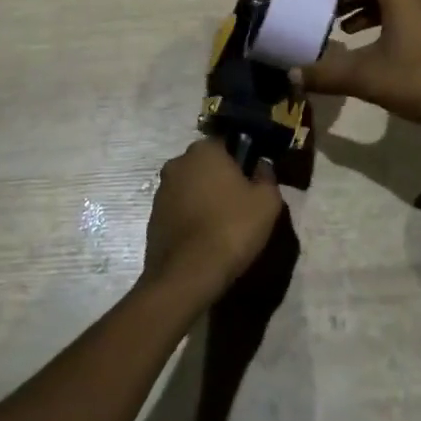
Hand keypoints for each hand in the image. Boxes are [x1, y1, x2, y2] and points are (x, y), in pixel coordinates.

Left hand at [142, 138, 283, 307]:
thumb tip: (261, 167)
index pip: (227, 145)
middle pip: (206, 165)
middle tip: (240, 206)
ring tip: (221, 227)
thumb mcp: (267, 202)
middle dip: (221, 180)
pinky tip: (204, 240)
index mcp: (204, 150)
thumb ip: (267, 177)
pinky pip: (179, 210)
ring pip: (191, 187)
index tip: (252, 184)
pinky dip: (190, 219)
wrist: (187, 275)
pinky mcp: (152, 217)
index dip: (242, 163)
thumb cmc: (232, 228)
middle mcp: (178, 162)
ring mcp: (161, 190)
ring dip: (204, 199)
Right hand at [299, 0, 420, 138]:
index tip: (330, 8)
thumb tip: (291, 76)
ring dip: (373, 15)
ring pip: (399, 4)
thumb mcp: (365, 77)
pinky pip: (411, 19)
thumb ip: (326, 74)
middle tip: (335, 21)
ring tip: (351, 37)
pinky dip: (391, 26)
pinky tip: (380, 54)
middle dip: (357, 1)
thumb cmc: (417, 80)